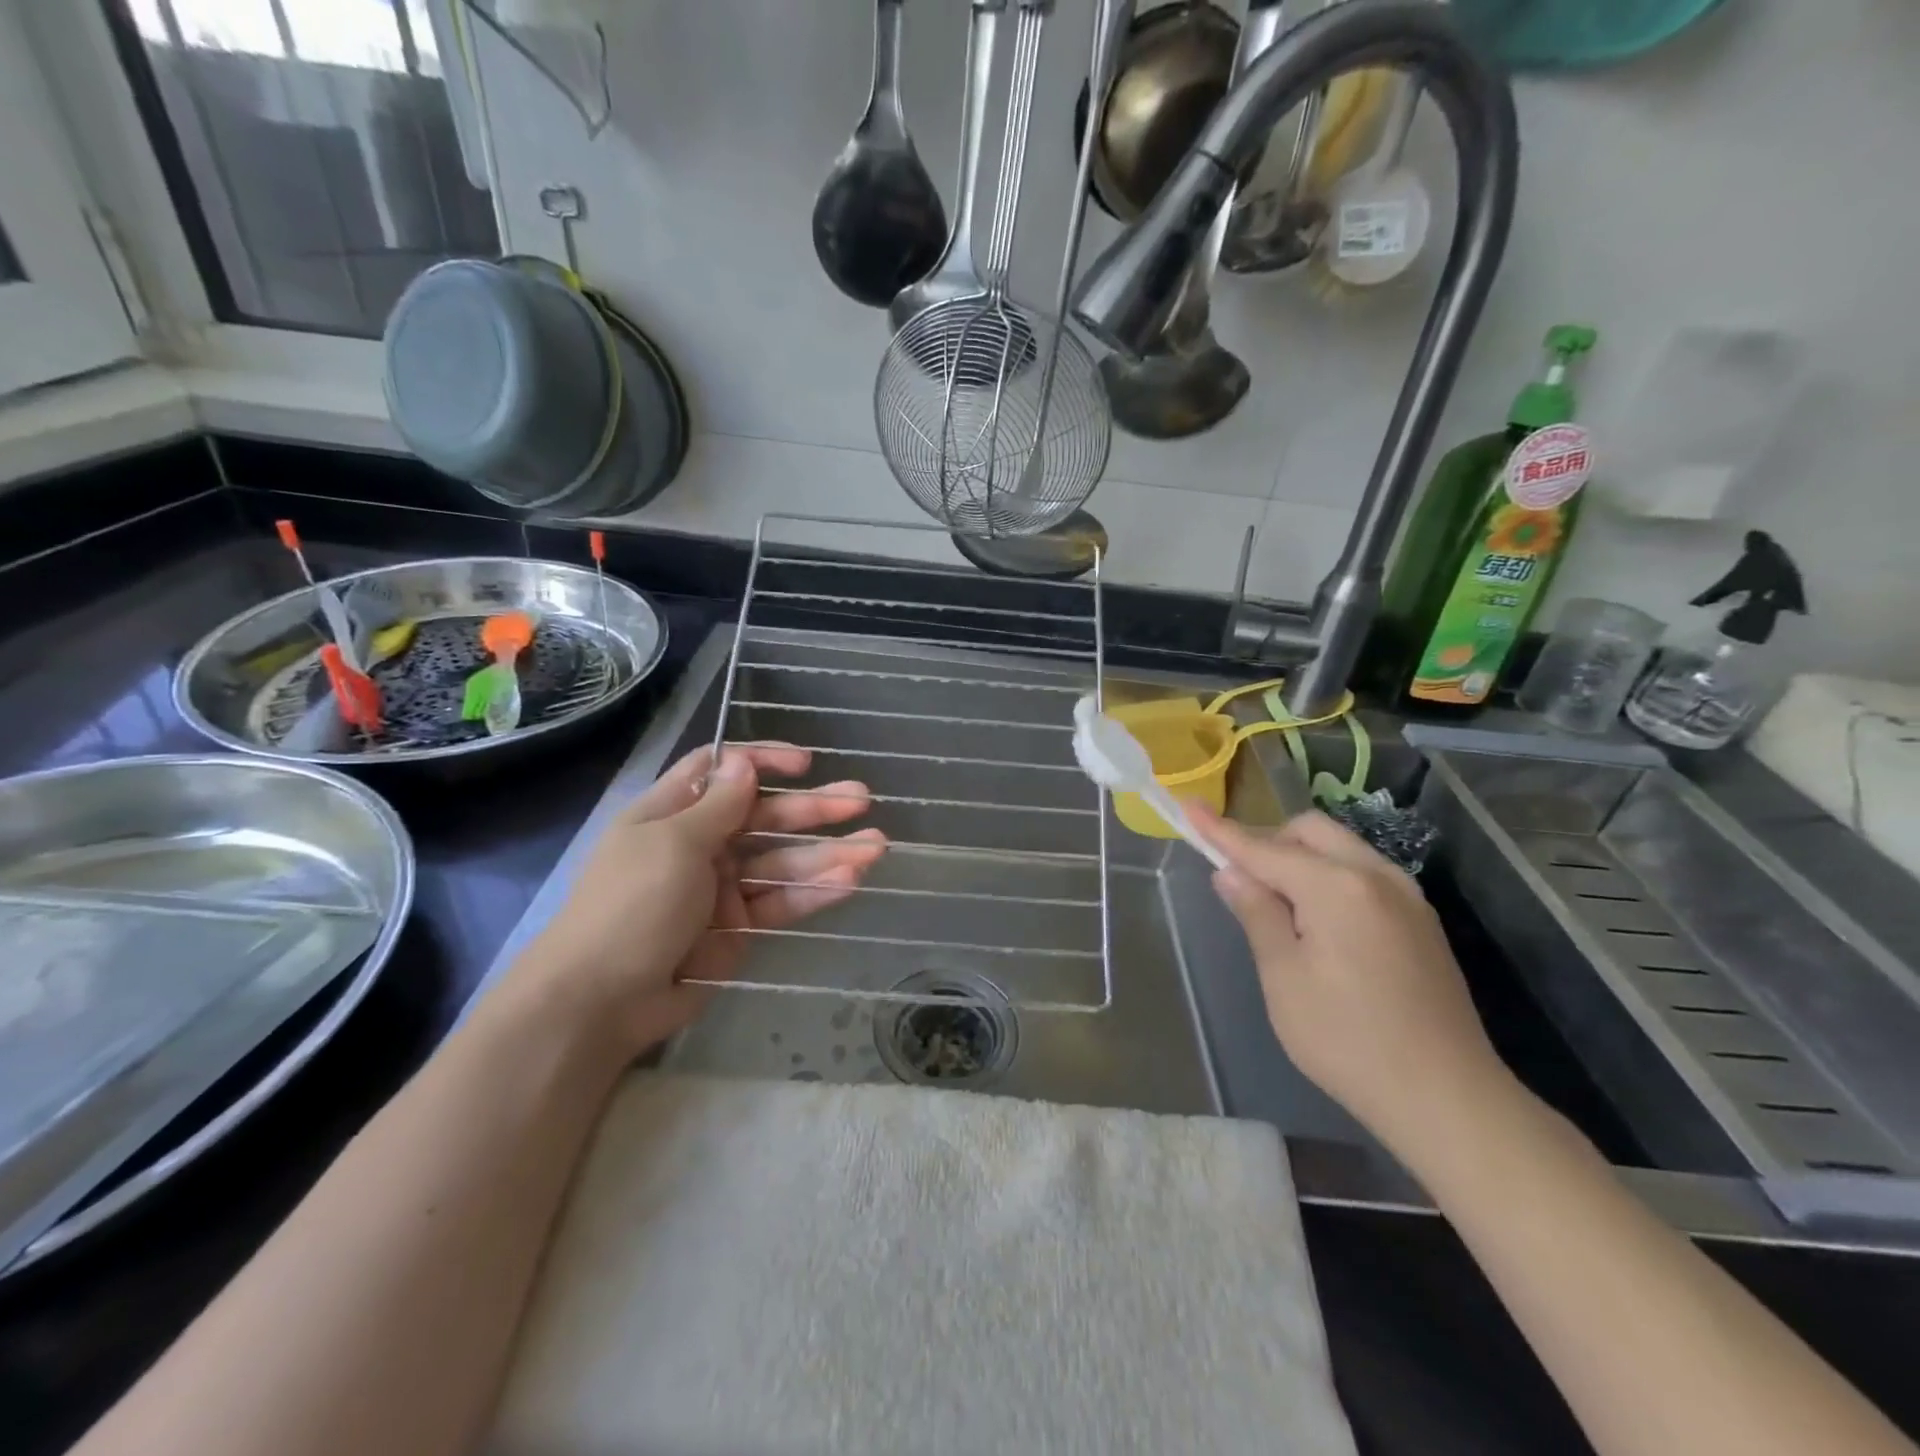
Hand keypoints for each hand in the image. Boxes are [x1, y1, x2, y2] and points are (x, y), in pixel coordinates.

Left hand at [505, 743, 886, 1055]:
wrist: (601, 1002)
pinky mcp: (738, 928)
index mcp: (673, 814)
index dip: (761, 761)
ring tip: (875, 847)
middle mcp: (700, 845)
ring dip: (828, 853)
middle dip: (813, 808)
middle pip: (764, 816)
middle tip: (861, 799)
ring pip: (782, 862)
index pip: (720, 771)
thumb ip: (718, 805)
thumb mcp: (674, 844)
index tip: (804, 764)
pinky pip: (781, 903)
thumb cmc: (631, 905)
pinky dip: (814, 893)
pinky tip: (850, 881)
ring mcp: (721, 888)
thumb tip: (742, 761)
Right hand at [1191, 806, 1519, 1161]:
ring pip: (1340, 848)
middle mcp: (1376, 875)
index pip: (1264, 848)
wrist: (1447, 1098)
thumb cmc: (1347, 1040)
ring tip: (1275, 904)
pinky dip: (1329, 877)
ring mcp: (1406, 895)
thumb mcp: (1283, 978)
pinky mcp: (1420, 920)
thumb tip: (1230, 873)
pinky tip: (1317, 921)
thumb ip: (1256, 914)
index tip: (1190, 807)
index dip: (1221, 831)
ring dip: (1300, 858)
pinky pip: (1362, 873)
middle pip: (1310, 831)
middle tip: (1238, 877)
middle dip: (1268, 840)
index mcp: (1336, 887)